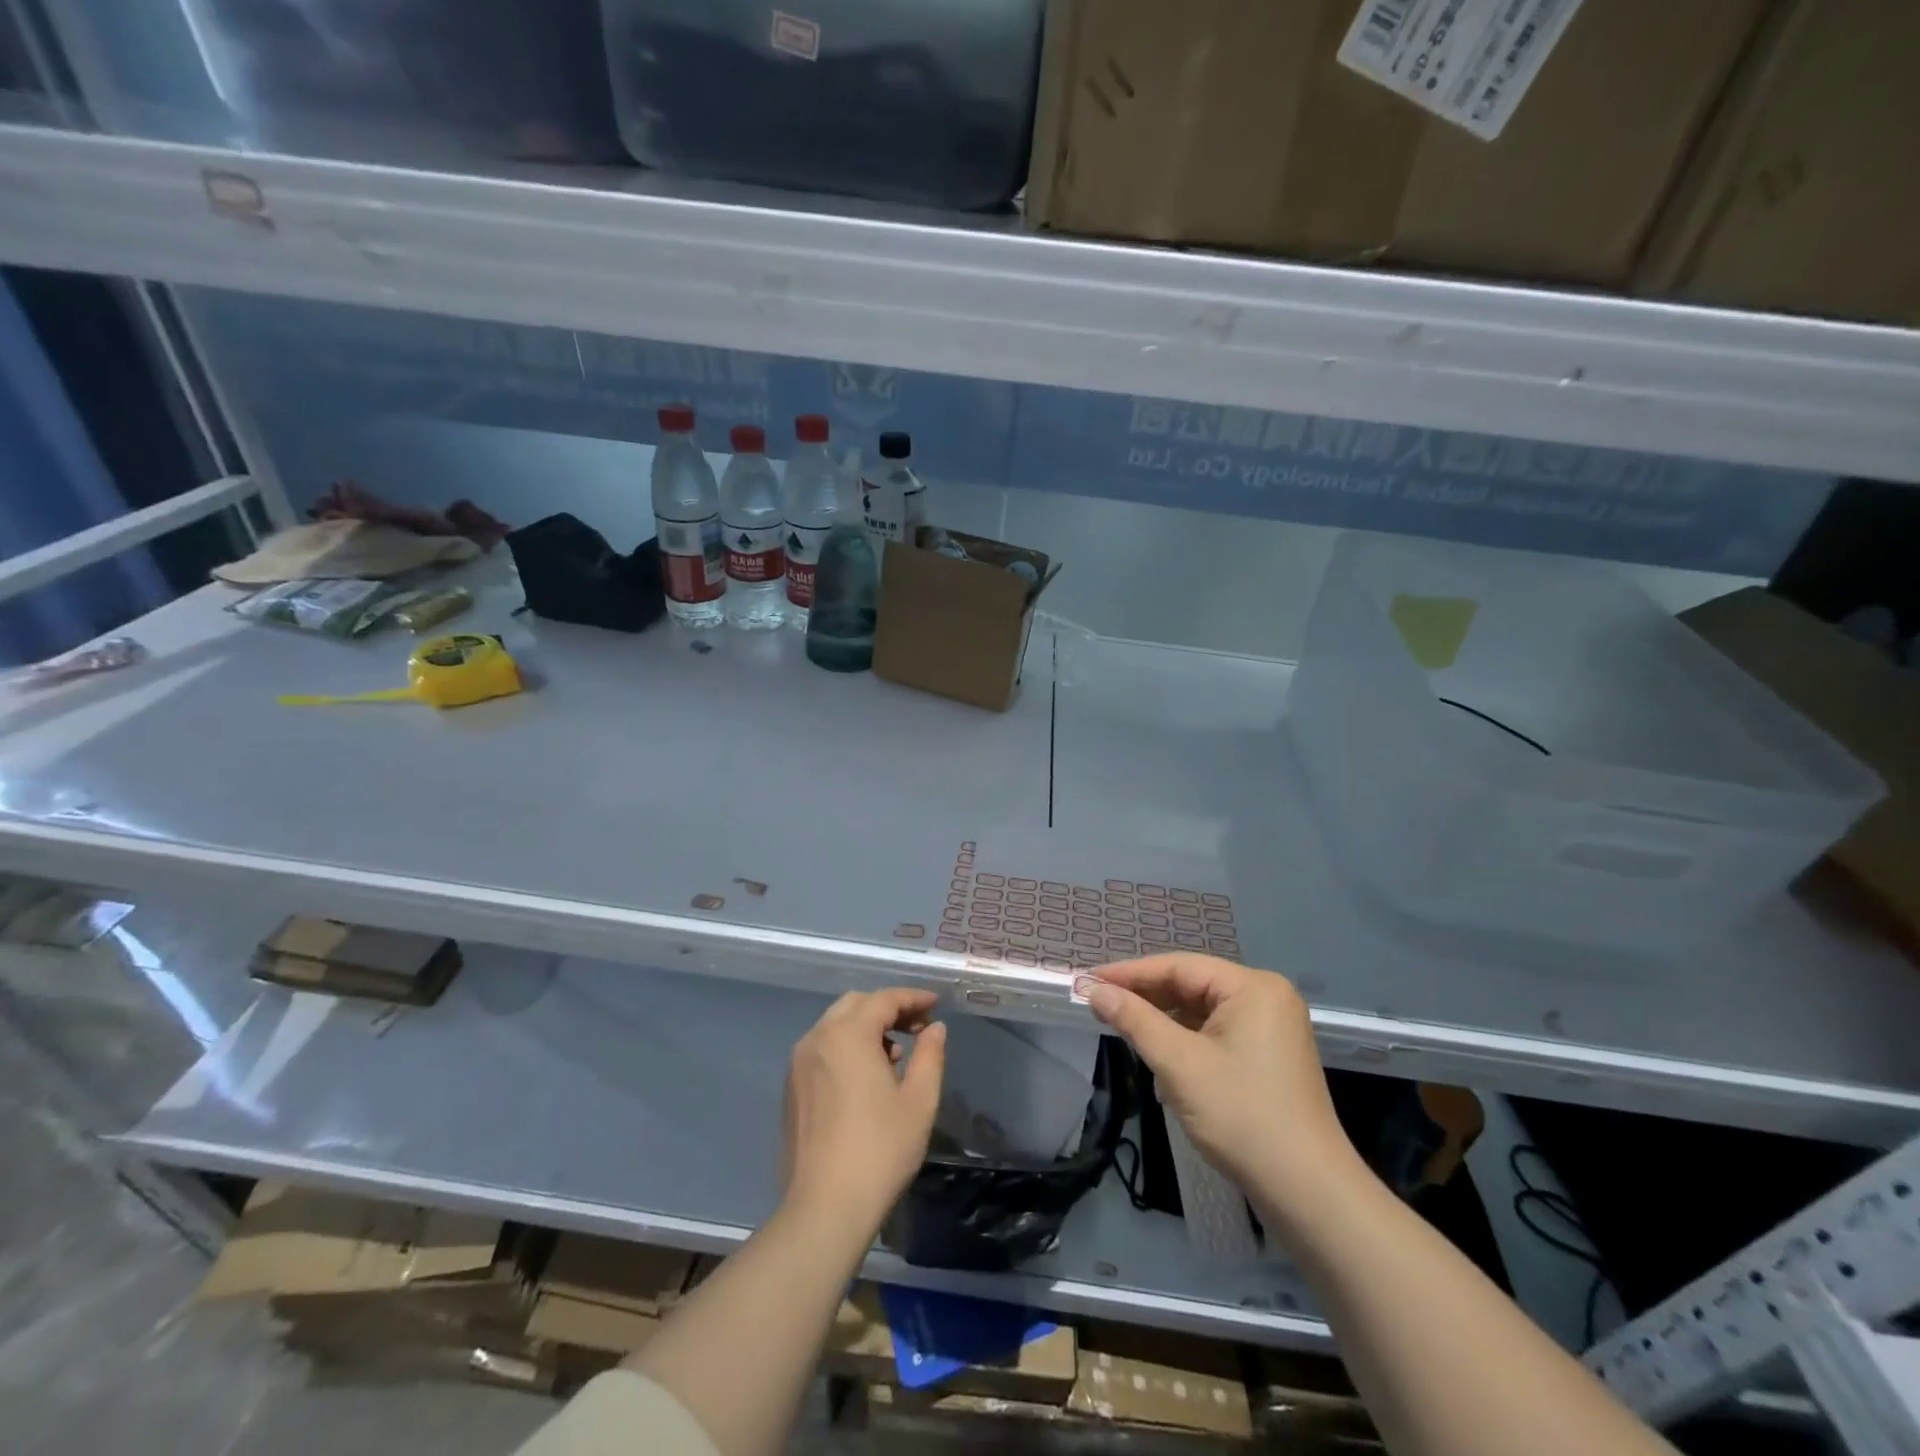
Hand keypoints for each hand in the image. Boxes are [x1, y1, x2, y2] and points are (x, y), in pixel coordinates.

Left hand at [781, 988, 946, 1230]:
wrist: (824, 1208)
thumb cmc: (880, 1150)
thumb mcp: (919, 1101)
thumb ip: (930, 1055)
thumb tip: (935, 1029)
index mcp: (847, 1035)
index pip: (884, 999)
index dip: (912, 998)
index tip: (935, 1004)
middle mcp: (817, 1038)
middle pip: (856, 1004)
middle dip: (888, 1008)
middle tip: (918, 1026)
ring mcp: (798, 1063)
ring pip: (835, 1025)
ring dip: (866, 1027)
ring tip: (895, 1054)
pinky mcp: (791, 1088)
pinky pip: (822, 1049)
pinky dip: (846, 1046)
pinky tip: (866, 1076)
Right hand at [1079, 955, 1361, 1228]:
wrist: (1308, 1193)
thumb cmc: (1242, 1116)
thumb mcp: (1179, 1064)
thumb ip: (1135, 1020)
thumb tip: (1095, 991)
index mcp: (1252, 987)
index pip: (1179, 967)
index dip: (1129, 973)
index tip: (1088, 980)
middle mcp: (1266, 997)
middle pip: (1192, 986)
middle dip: (1146, 998)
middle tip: (1099, 1004)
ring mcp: (1272, 1028)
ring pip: (1202, 1011)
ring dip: (1164, 1022)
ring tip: (1122, 1029)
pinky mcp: (1270, 1056)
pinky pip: (1217, 1033)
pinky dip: (1186, 1042)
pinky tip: (1161, 1058)